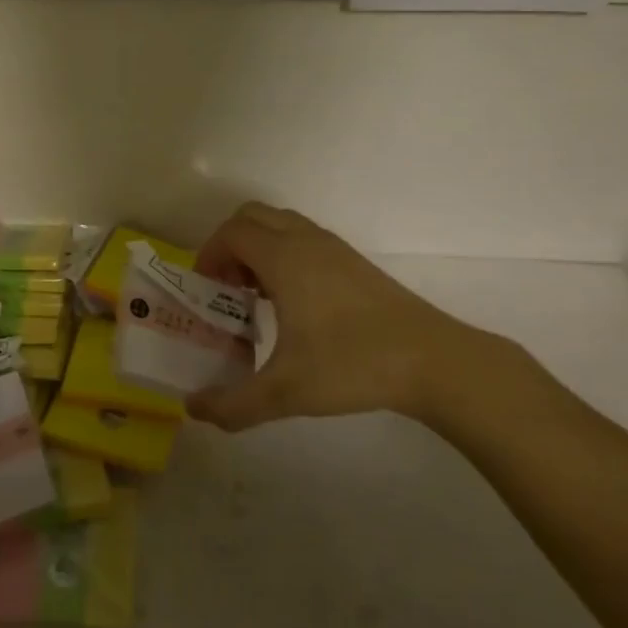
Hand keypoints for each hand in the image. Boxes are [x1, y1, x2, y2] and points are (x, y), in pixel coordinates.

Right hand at [185, 202, 529, 431]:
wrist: (433, 361)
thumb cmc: (352, 364)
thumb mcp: (285, 391)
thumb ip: (233, 404)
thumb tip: (194, 410)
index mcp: (284, 258)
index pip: (232, 232)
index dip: (209, 254)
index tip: (205, 289)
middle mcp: (306, 241)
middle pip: (252, 217)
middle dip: (230, 245)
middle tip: (226, 288)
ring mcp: (334, 248)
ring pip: (281, 225)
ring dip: (259, 248)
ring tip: (257, 296)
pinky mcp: (355, 262)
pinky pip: (305, 239)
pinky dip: (285, 255)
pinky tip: (294, 304)